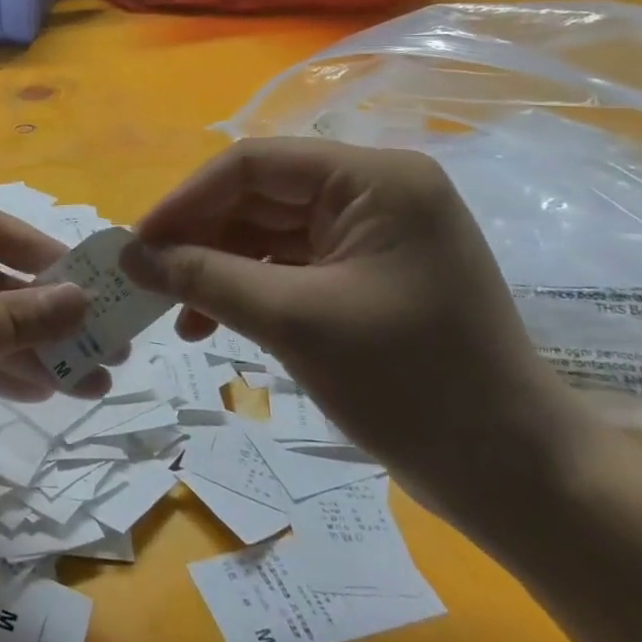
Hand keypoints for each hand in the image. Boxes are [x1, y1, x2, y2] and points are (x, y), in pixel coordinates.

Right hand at [123, 139, 597, 533]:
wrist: (513, 477)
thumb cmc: (411, 385)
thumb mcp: (293, 321)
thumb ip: (204, 277)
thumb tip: (128, 256)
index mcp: (373, 180)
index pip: (254, 164)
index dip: (187, 200)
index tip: (138, 244)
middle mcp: (373, 193)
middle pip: (257, 197)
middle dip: (198, 239)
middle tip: (146, 281)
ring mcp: (370, 235)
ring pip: (265, 233)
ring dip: (215, 269)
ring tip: (176, 314)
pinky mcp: (364, 275)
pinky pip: (286, 265)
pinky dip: (245, 289)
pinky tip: (210, 323)